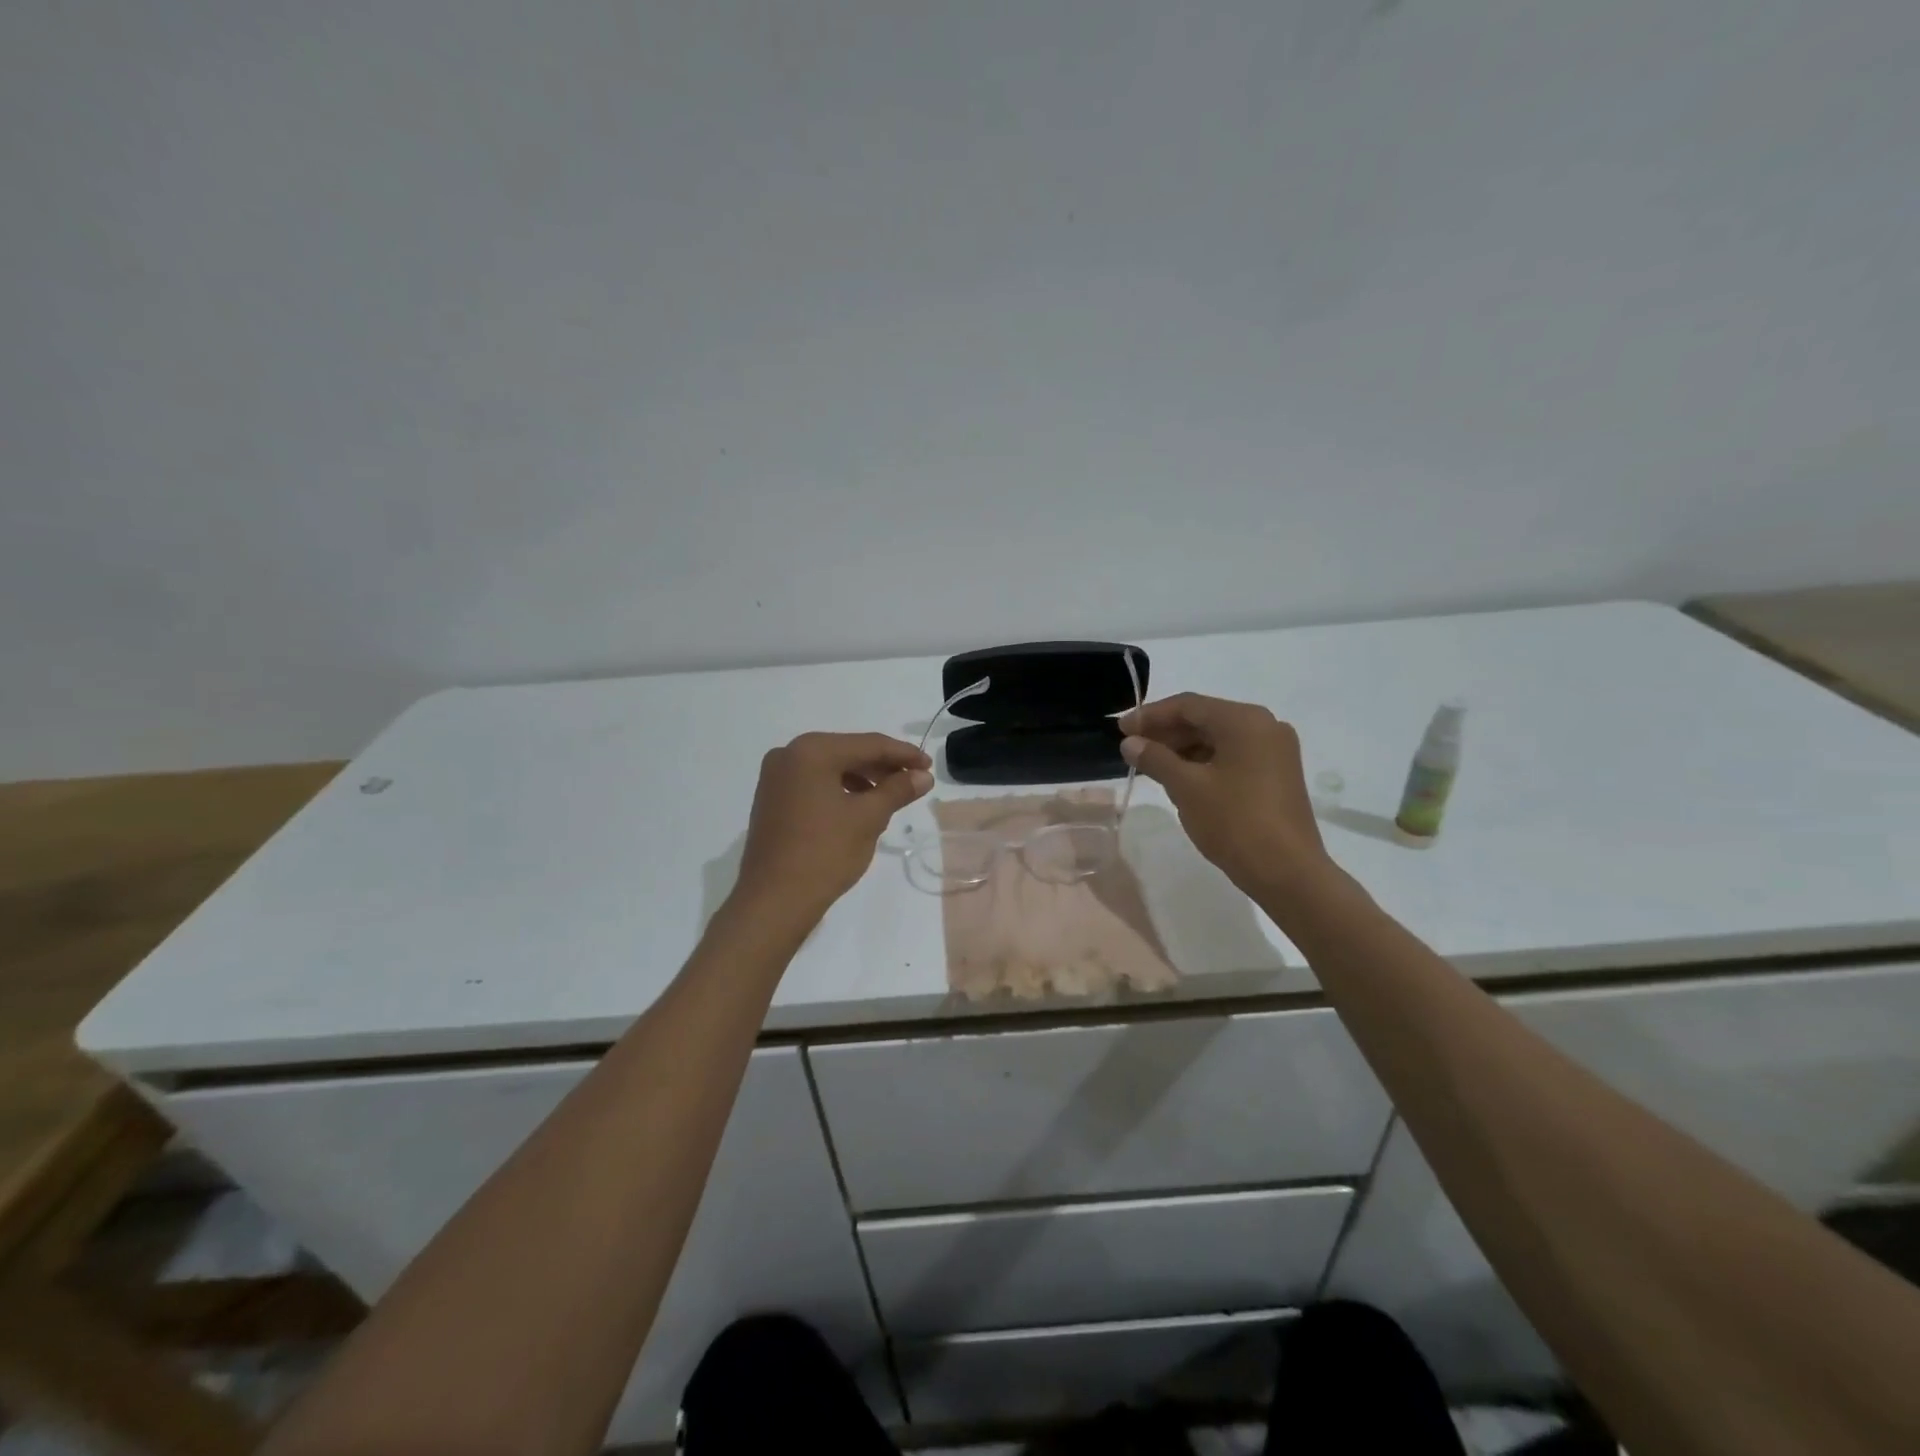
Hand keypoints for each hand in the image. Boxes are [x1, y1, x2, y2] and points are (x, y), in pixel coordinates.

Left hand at [733, 732, 933, 922]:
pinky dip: (840, 790)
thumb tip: (924, 776)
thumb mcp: (868, 818)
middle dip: (883, 767)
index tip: (929, 767)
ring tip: (891, 797)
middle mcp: (788, 754)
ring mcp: (775, 777)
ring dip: (863, 779)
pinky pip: (815, 783)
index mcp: (812, 751)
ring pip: (831, 768)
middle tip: (915, 781)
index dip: (903, 754)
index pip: (869, 744)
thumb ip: (898, 790)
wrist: (773, 901)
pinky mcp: (772, 799)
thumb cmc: (824, 853)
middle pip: (848, 752)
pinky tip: (860, 807)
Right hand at [1119, 694, 1332, 905]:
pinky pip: (1233, 756)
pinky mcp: (1277, 774)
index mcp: (1245, 721)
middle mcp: (1265, 726)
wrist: (1288, 873)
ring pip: (1218, 739)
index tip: (1121, 730)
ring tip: (1151, 766)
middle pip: (1205, 719)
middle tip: (1132, 748)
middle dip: (1166, 732)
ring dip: (1183, 748)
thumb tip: (1129, 743)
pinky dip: (1204, 762)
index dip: (1150, 715)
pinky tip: (1181, 779)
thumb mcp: (1186, 788)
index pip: (1188, 705)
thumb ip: (1155, 758)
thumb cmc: (1235, 822)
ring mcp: (1275, 751)